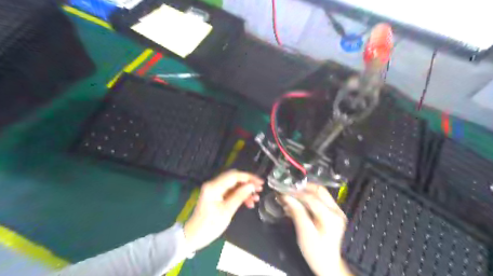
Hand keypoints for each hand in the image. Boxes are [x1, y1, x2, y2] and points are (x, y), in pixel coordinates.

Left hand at [183, 171, 263, 252]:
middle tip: (259, 188)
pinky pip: (231, 192)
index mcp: (214, 187)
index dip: (248, 177)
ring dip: (245, 190)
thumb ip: (240, 196)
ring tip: (256, 198)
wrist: (194, 236)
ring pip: (234, 185)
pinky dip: (239, 195)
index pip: (234, 176)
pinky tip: (248, 202)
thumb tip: (252, 186)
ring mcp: (215, 190)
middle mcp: (213, 185)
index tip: (260, 182)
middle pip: (234, 178)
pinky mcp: (216, 196)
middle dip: (248, 183)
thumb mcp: (227, 211)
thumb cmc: (209, 225)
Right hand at [281, 183, 350, 275]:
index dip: (296, 193)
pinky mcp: (332, 213)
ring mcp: (336, 211)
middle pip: (318, 190)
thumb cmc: (316, 251)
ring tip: (290, 195)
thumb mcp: (304, 232)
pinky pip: (319, 199)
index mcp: (331, 216)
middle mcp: (336, 210)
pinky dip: (307, 198)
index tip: (283, 190)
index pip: (311, 198)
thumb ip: (296, 211)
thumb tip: (285, 196)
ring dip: (304, 192)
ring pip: (319, 193)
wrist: (328, 265)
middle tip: (287, 189)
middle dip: (301, 188)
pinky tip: (296, 203)